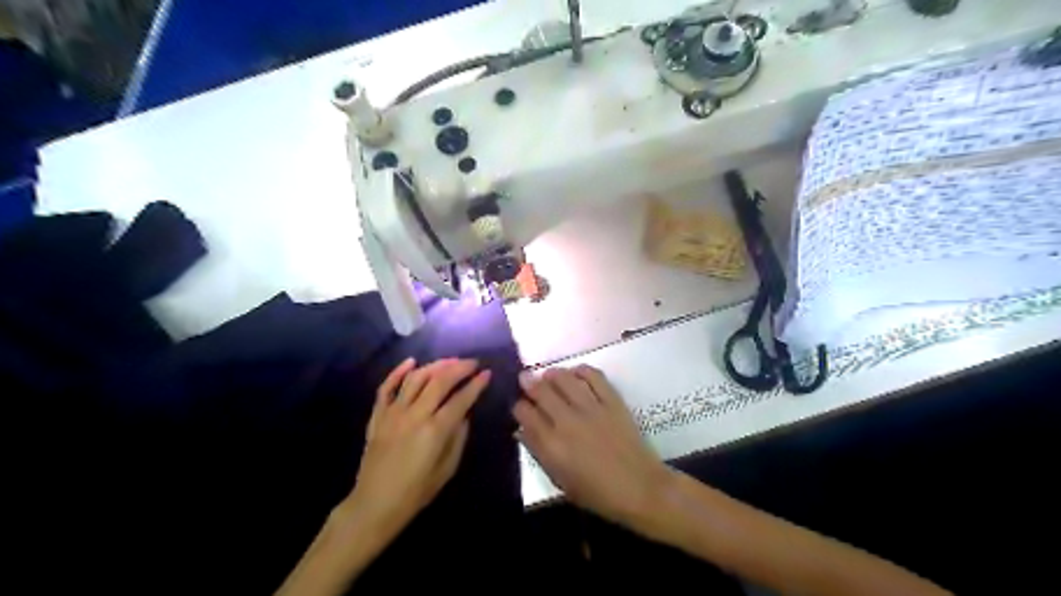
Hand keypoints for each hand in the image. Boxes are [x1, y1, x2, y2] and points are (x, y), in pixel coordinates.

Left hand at [343, 359, 491, 540]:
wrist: (374, 505)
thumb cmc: (415, 492)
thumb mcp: (447, 469)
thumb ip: (458, 438)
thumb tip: (464, 414)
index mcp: (435, 431)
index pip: (460, 399)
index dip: (476, 385)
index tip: (487, 373)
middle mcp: (414, 415)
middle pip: (439, 381)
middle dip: (459, 368)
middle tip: (472, 363)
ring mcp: (393, 413)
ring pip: (415, 378)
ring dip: (435, 366)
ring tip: (449, 362)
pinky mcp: (377, 416)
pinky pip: (386, 387)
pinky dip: (398, 372)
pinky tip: (411, 361)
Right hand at [514, 364, 669, 523]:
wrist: (639, 488)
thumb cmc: (597, 493)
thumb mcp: (560, 480)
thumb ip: (539, 452)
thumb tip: (522, 430)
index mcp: (552, 445)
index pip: (525, 414)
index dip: (518, 406)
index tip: (520, 405)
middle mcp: (567, 421)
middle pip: (541, 391)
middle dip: (529, 382)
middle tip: (525, 379)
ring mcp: (591, 408)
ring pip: (564, 379)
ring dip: (552, 374)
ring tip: (548, 375)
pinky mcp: (612, 401)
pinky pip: (594, 376)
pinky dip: (582, 370)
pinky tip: (576, 373)